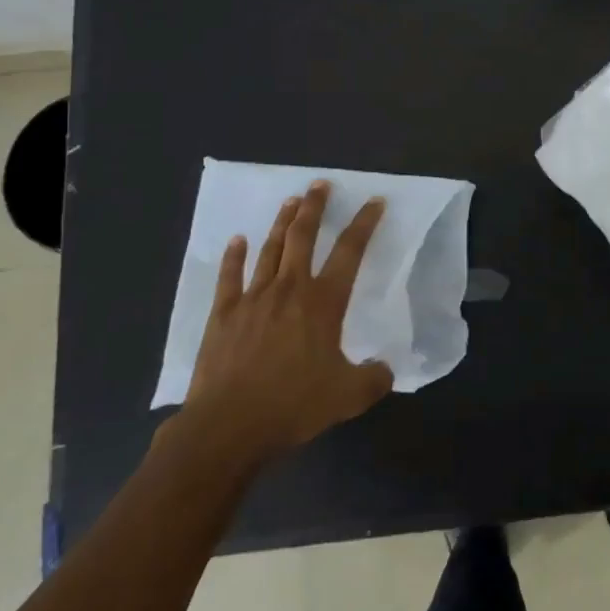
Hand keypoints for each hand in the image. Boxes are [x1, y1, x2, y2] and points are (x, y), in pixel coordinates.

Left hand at [178, 181, 392, 470]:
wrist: (229, 425)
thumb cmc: (294, 405)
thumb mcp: (349, 396)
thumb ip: (374, 378)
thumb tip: (385, 369)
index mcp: (323, 303)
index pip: (350, 252)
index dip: (364, 224)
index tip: (374, 202)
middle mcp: (290, 290)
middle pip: (303, 237)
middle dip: (314, 208)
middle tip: (320, 185)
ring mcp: (253, 299)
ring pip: (270, 250)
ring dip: (281, 223)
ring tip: (289, 201)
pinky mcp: (223, 315)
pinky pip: (230, 277)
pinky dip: (234, 257)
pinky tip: (237, 241)